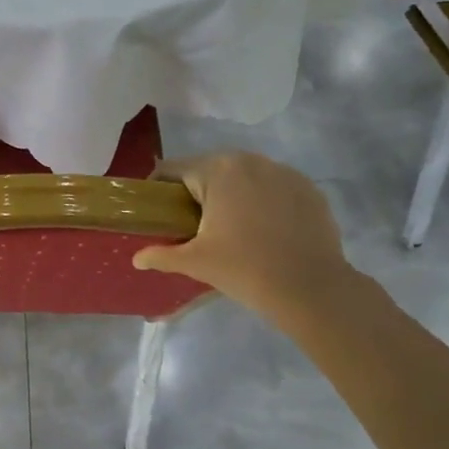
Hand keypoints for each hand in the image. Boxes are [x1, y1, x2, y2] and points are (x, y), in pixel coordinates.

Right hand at [131, 153, 358, 325]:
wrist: (311, 288)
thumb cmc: (244, 269)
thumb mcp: (195, 262)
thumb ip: (161, 255)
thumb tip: (137, 259)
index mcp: (217, 170)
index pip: (172, 169)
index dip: (158, 189)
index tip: (157, 213)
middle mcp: (250, 160)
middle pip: (209, 169)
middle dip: (197, 193)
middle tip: (191, 226)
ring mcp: (284, 172)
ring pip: (244, 177)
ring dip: (231, 195)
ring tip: (230, 228)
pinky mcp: (308, 188)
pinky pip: (273, 187)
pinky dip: (263, 202)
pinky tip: (264, 231)